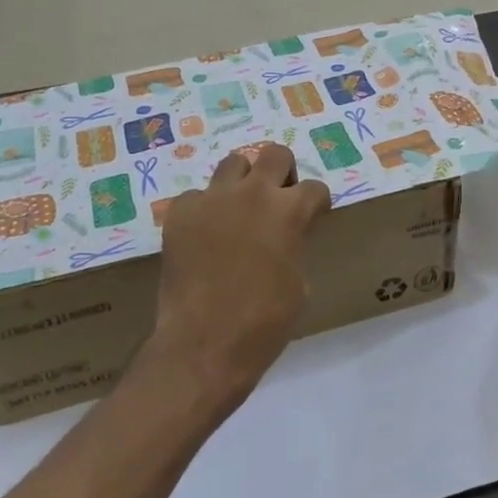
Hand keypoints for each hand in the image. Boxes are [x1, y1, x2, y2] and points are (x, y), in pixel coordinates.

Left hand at [150, 143, 330, 417]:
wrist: (205, 342)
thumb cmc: (265, 322)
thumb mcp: (299, 283)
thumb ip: (294, 246)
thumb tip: (285, 239)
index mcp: (290, 211)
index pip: (314, 188)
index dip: (317, 203)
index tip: (314, 216)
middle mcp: (253, 193)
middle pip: (275, 154)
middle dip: (282, 172)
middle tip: (278, 199)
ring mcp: (212, 199)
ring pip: (233, 164)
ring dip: (243, 181)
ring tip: (240, 209)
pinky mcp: (180, 212)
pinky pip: (197, 196)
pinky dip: (205, 210)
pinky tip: (204, 236)